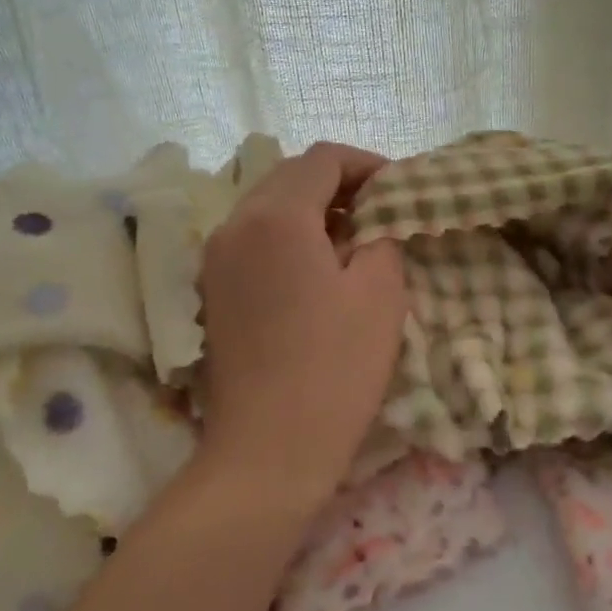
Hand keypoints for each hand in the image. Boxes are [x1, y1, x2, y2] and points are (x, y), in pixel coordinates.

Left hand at [198, 142, 406, 505]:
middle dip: (338, 183)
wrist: (267, 451)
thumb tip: (371, 222)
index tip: (400, 187)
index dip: (367, 164)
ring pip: (268, 206)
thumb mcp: (380, 293)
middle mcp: (235, 224)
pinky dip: (288, 236)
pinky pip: (253, 239)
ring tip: (354, 238)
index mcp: (276, 215)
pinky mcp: (212, 291)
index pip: (323, 159)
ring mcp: (216, 259)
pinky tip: (317, 267)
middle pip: (289, 176)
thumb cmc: (334, 368)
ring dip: (312, 209)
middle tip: (381, 209)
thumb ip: (381, 236)